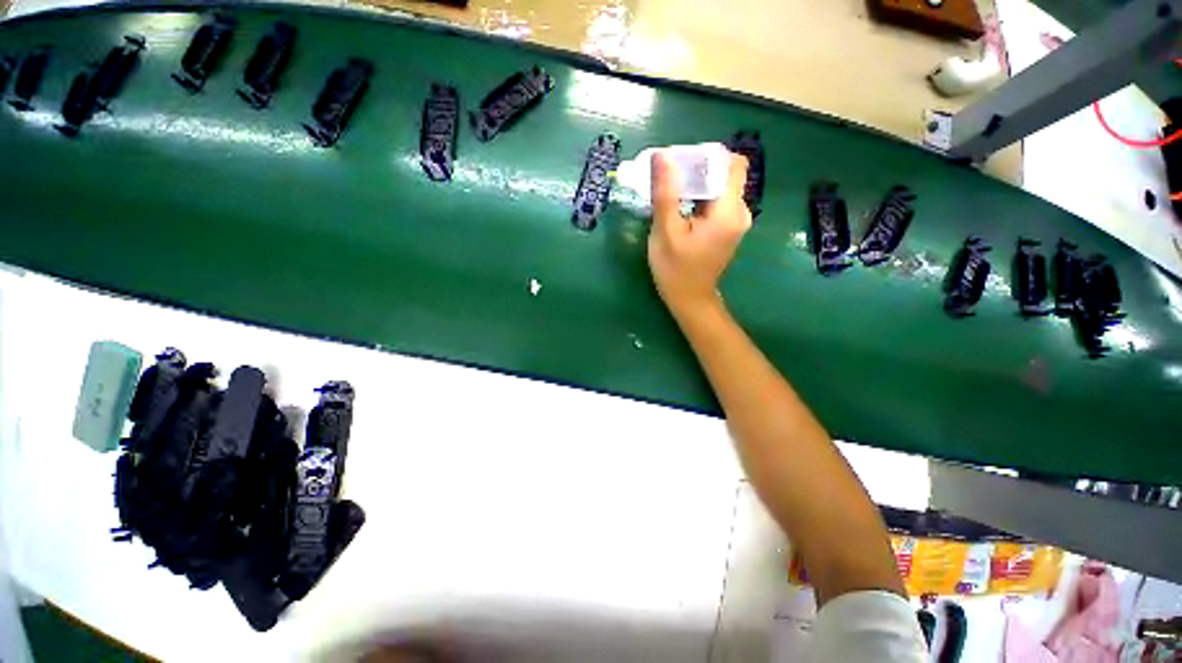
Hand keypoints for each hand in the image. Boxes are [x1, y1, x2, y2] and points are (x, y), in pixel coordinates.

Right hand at [647, 151, 751, 317]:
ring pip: (720, 186)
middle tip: (668, 177)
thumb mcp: (665, 232)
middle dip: (697, 169)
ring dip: (696, 183)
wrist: (689, 299)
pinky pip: (717, 201)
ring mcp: (736, 221)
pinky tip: (680, 207)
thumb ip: (666, 193)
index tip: (680, 163)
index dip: (707, 155)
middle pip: (725, 173)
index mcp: (728, 212)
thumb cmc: (675, 269)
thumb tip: (663, 155)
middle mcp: (740, 212)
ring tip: (670, 192)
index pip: (731, 162)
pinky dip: (699, 197)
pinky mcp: (728, 227)